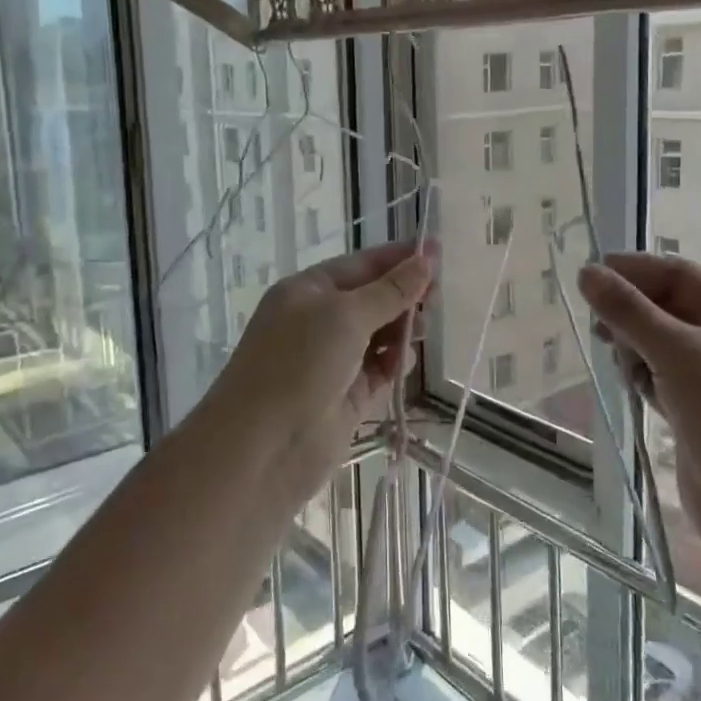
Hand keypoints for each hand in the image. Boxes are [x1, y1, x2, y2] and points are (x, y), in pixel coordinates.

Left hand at [205, 241, 435, 475]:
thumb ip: (391, 290)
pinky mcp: (346, 397)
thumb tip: (426, 259)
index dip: (398, 258)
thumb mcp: (346, 315)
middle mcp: (318, 321)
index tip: (438, 252)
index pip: (361, 264)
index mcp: (308, 291)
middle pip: (372, 299)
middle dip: (403, 295)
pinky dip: (394, 363)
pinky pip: (379, 370)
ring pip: (379, 335)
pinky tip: (402, 362)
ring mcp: (332, 360)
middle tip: (436, 298)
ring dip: (402, 329)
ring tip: (420, 333)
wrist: (262, 448)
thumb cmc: (299, 364)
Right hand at [579, 253, 700, 579]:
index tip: (591, 274)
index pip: (679, 275)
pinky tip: (630, 385)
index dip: (635, 270)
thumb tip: (586, 273)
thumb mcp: (677, 353)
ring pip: (660, 344)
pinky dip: (642, 375)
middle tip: (598, 323)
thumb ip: (628, 311)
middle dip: (632, 311)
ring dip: (634, 345)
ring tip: (619, 361)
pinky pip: (660, 377)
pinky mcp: (698, 413)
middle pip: (667, 308)